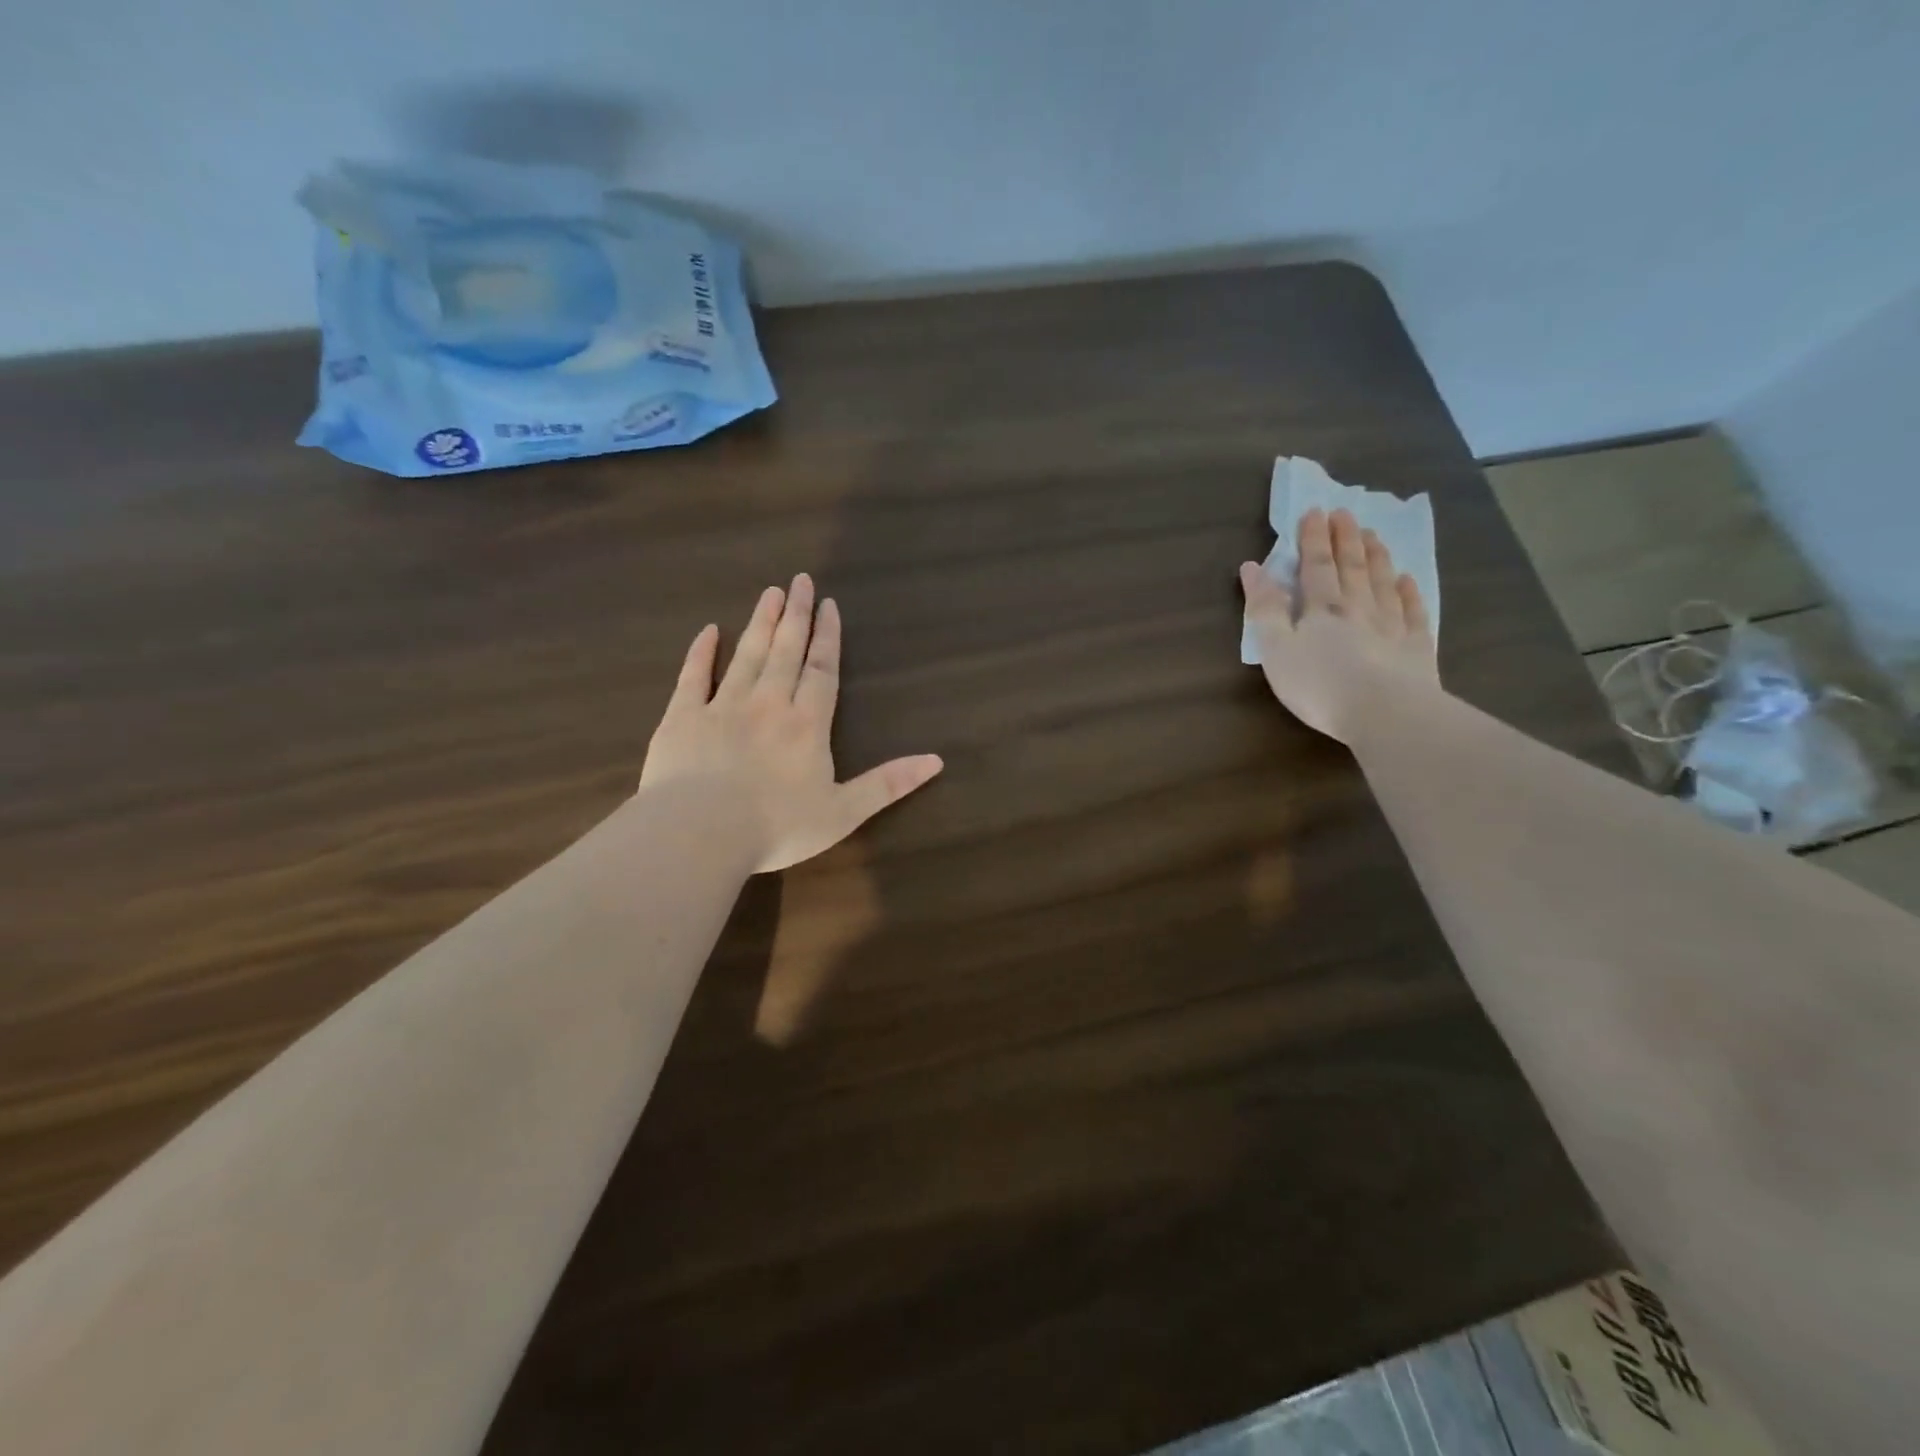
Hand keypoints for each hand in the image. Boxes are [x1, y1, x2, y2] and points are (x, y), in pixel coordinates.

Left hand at [640, 575, 942, 873]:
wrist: (699, 834)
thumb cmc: (777, 827)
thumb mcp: (844, 812)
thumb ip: (888, 784)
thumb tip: (936, 761)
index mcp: (807, 725)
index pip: (822, 671)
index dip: (828, 637)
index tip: (829, 604)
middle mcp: (767, 705)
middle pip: (785, 651)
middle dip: (796, 616)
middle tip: (801, 579)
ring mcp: (721, 707)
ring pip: (746, 656)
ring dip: (760, 623)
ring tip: (770, 593)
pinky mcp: (682, 719)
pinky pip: (692, 677)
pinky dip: (700, 653)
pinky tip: (707, 631)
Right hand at [1240, 507, 1439, 741]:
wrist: (1385, 713)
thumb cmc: (1319, 685)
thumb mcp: (1275, 650)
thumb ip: (1264, 609)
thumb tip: (1252, 568)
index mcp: (1321, 609)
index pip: (1316, 566)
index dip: (1314, 539)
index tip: (1314, 511)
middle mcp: (1358, 608)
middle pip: (1352, 567)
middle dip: (1345, 539)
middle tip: (1344, 513)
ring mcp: (1391, 626)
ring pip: (1383, 582)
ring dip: (1376, 557)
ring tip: (1373, 535)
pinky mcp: (1416, 648)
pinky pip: (1413, 612)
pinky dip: (1409, 593)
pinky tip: (1408, 579)